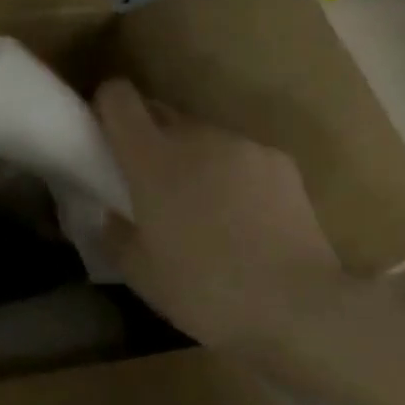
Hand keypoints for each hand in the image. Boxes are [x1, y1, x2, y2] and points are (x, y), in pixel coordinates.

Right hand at [94, 79, 352, 352]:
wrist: (299, 307)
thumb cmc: (205, 290)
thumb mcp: (141, 274)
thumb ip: (116, 234)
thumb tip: (112, 215)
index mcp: (151, 158)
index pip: (118, 98)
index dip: (107, 106)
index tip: (105, 132)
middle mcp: (195, 137)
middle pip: (160, 114)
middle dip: (149, 138)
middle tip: (152, 183)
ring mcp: (241, 145)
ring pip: (203, 137)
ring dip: (194, 159)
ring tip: (205, 208)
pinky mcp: (279, 162)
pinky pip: (240, 157)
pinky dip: (233, 175)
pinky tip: (246, 219)